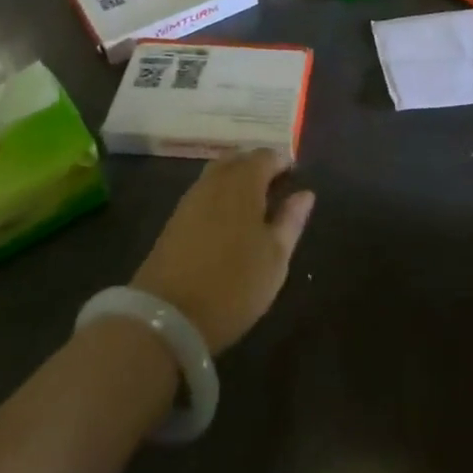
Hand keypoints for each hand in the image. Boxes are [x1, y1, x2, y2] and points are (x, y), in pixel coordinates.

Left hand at [131, 150, 315, 353]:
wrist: (166, 317)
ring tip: (254, 208)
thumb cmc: (233, 284)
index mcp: (243, 182)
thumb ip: (291, 220)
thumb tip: (305, 193)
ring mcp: (191, 198)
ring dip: (237, 180)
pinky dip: (220, 196)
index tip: (295, 180)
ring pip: (218, 173)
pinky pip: (204, 192)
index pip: (267, 155)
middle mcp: (215, 181)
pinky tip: (228, 222)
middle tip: (276, 191)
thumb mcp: (275, 256)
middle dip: (258, 167)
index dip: (284, 163)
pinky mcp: (175, 219)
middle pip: (239, 158)